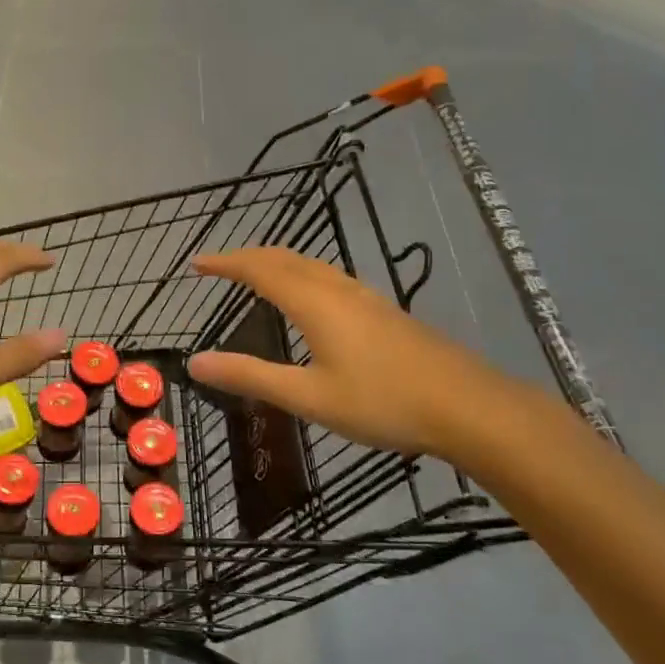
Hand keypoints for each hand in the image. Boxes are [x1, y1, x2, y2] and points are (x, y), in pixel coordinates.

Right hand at [186, 248, 526, 463]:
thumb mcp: (309, 396)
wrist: (468, 406)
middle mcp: (337, 289)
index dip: (226, 263)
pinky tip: (310, 299)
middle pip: (285, 258)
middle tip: (219, 266)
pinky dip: (301, 274)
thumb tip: (195, 362)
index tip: (197, 264)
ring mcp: (365, 297)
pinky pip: (329, 276)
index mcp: (314, 303)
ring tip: (256, 275)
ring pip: (311, 264)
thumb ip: (250, 376)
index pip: (259, 269)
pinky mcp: (384, 311)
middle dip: (247, 257)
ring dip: (276, 262)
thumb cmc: (383, 402)